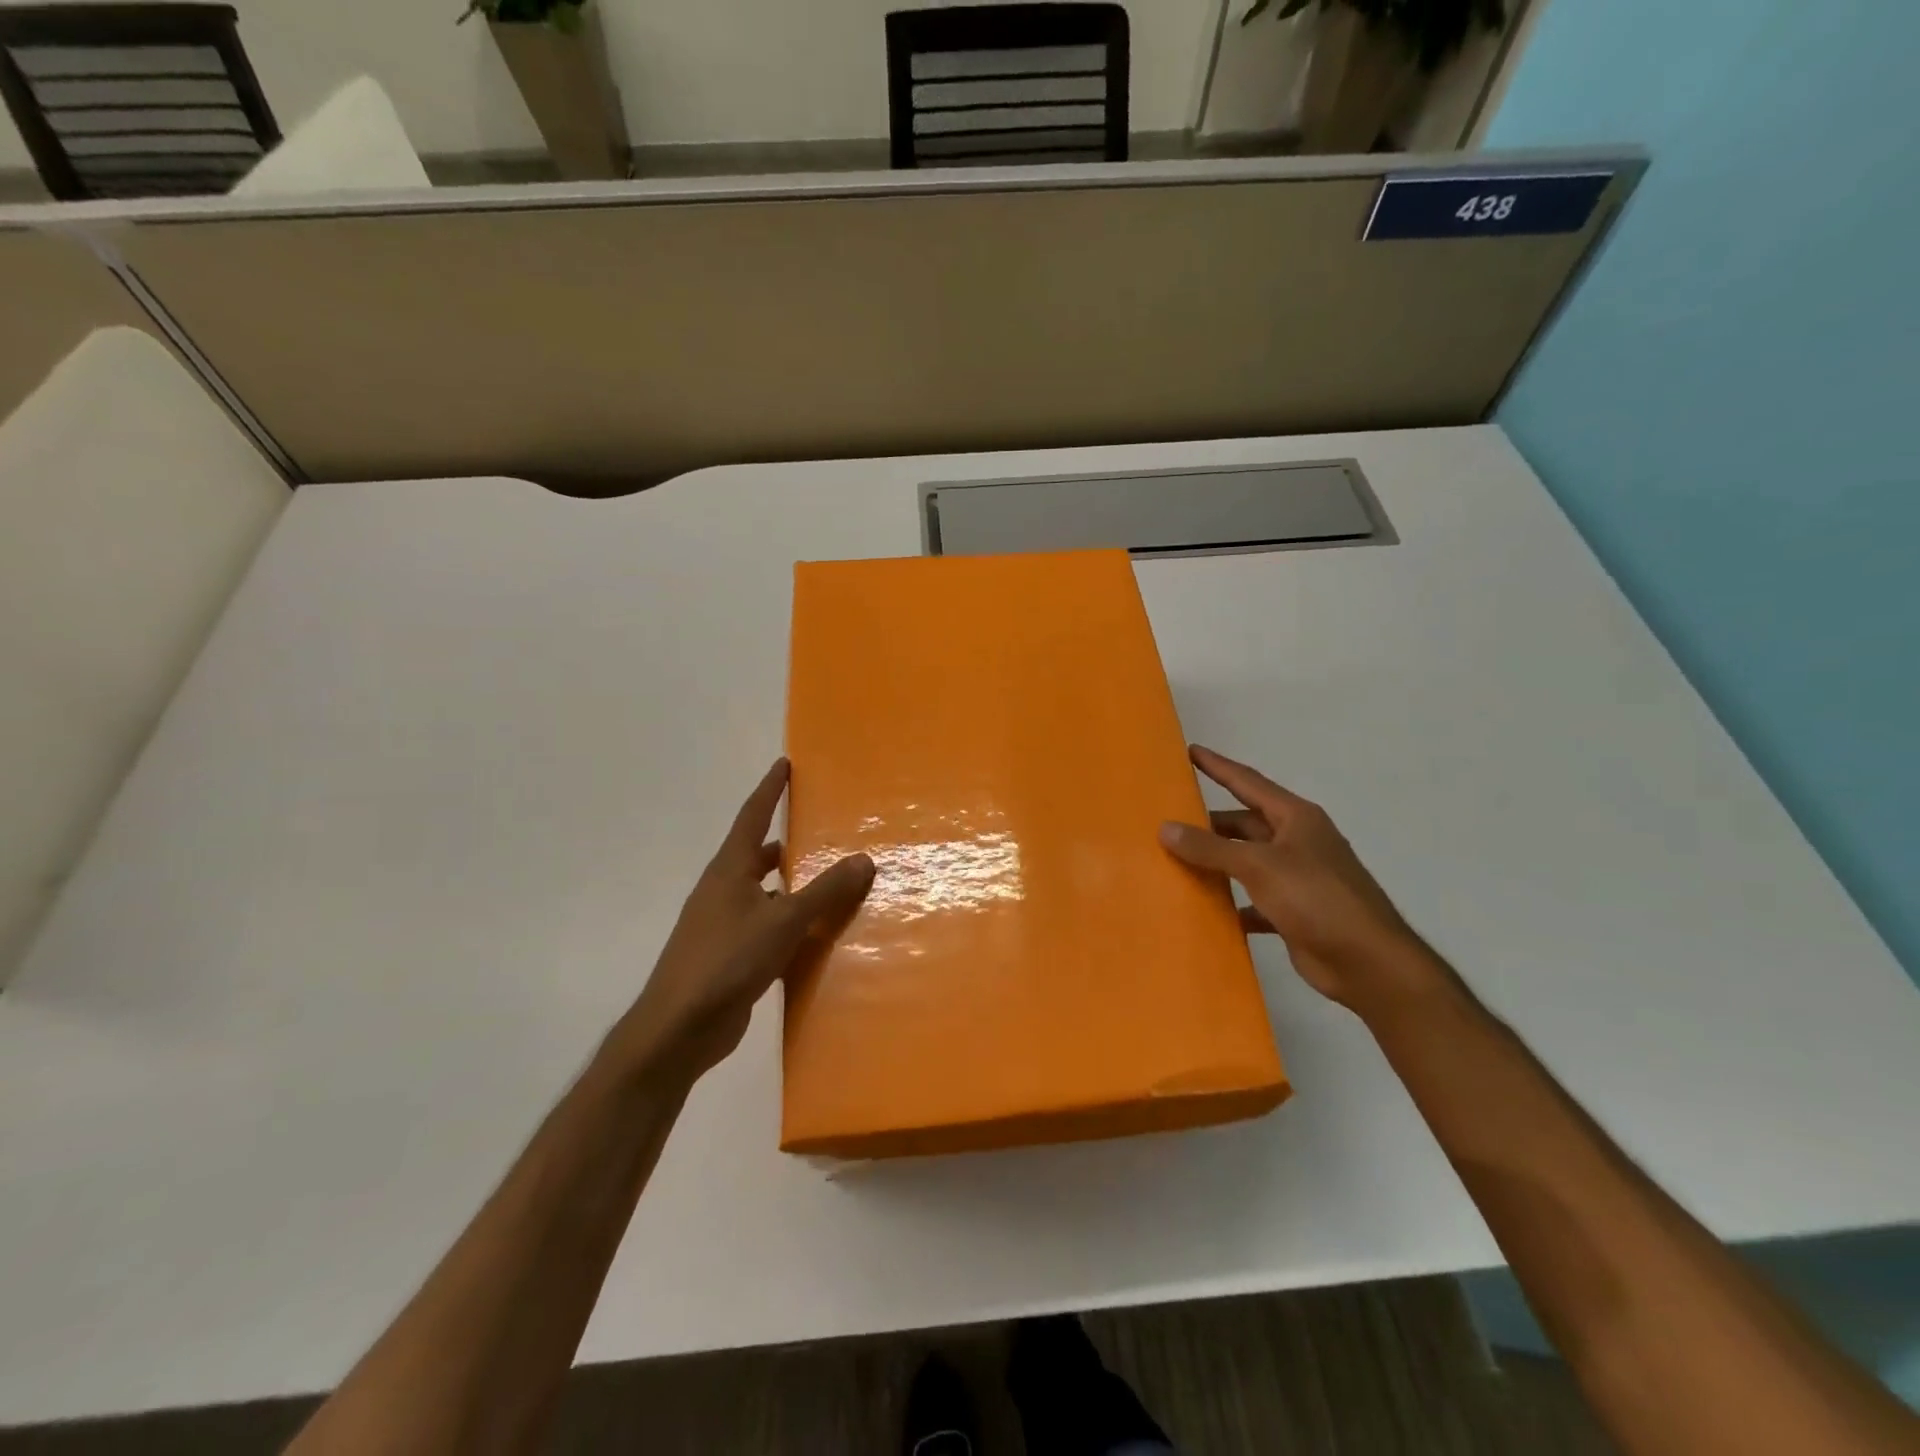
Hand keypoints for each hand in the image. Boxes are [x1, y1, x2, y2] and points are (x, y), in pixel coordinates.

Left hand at [611, 760, 873, 1081]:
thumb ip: (825, 891)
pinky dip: (788, 925)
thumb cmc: (727, 960)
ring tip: (827, 882)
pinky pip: (765, 928)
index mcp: (729, 870)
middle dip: (784, 842)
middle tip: (817, 830)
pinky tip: (814, 936)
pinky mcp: (729, 957)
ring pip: (763, 894)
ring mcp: (723, 925)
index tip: (784, 764)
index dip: (770, 789)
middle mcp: (723, 890)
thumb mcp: (783, 921)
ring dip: (789, 887)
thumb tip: (864, 859)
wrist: (679, 1028)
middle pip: (756, 855)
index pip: (752, 816)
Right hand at [1159, 744, 1440, 1012]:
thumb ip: (1210, 848)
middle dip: (1209, 823)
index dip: (1218, 766)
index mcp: (1296, 818)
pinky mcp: (1294, 913)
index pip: (1248, 782)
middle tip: (1167, 821)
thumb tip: (1165, 828)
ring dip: (1216, 863)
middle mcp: (1297, 842)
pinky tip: (1204, 908)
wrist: (1369, 963)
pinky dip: (1230, 902)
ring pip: (1246, 862)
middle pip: (1244, 824)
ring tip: (1174, 861)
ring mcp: (1297, 878)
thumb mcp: (1259, 865)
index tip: (1189, 752)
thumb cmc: (1317, 899)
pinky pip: (1252, 900)